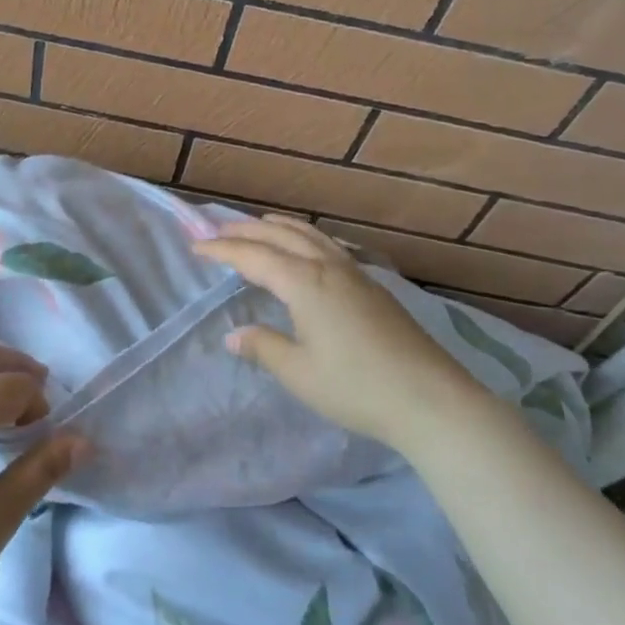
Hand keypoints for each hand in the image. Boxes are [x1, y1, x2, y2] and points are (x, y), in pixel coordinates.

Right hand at [195, 215, 489, 454]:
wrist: (429, 398)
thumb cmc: (355, 387)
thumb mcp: (299, 372)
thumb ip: (263, 347)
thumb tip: (234, 334)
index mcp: (304, 283)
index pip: (253, 257)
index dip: (221, 250)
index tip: (195, 246)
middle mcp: (328, 267)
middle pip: (281, 236)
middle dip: (246, 230)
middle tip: (217, 229)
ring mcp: (355, 273)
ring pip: (310, 235)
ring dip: (279, 227)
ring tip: (259, 226)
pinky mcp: (374, 286)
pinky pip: (329, 246)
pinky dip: (305, 237)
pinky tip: (308, 250)